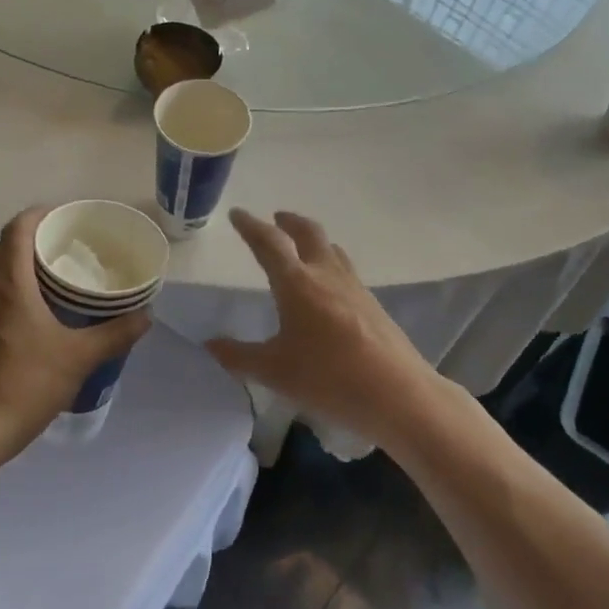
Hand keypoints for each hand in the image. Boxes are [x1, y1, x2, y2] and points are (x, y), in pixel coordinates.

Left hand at [0, 208, 151, 458]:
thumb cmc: (27, 383)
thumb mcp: (80, 358)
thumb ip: (115, 334)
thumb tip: (146, 315)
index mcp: (11, 285)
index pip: (16, 230)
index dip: (37, 214)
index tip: (63, 216)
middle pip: (2, 247)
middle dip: (30, 238)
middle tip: (63, 245)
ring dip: (20, 265)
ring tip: (55, 277)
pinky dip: (13, 291)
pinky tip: (39, 313)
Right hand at [206, 209, 435, 450]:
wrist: (398, 393)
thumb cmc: (328, 378)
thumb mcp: (275, 371)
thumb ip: (239, 356)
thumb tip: (210, 344)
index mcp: (297, 283)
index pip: (269, 243)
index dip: (250, 226)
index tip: (237, 214)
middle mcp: (326, 274)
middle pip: (308, 232)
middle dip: (288, 221)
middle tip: (276, 218)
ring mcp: (354, 287)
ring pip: (331, 249)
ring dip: (312, 240)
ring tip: (302, 247)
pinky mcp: (372, 304)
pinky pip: (345, 270)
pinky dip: (329, 264)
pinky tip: (328, 288)